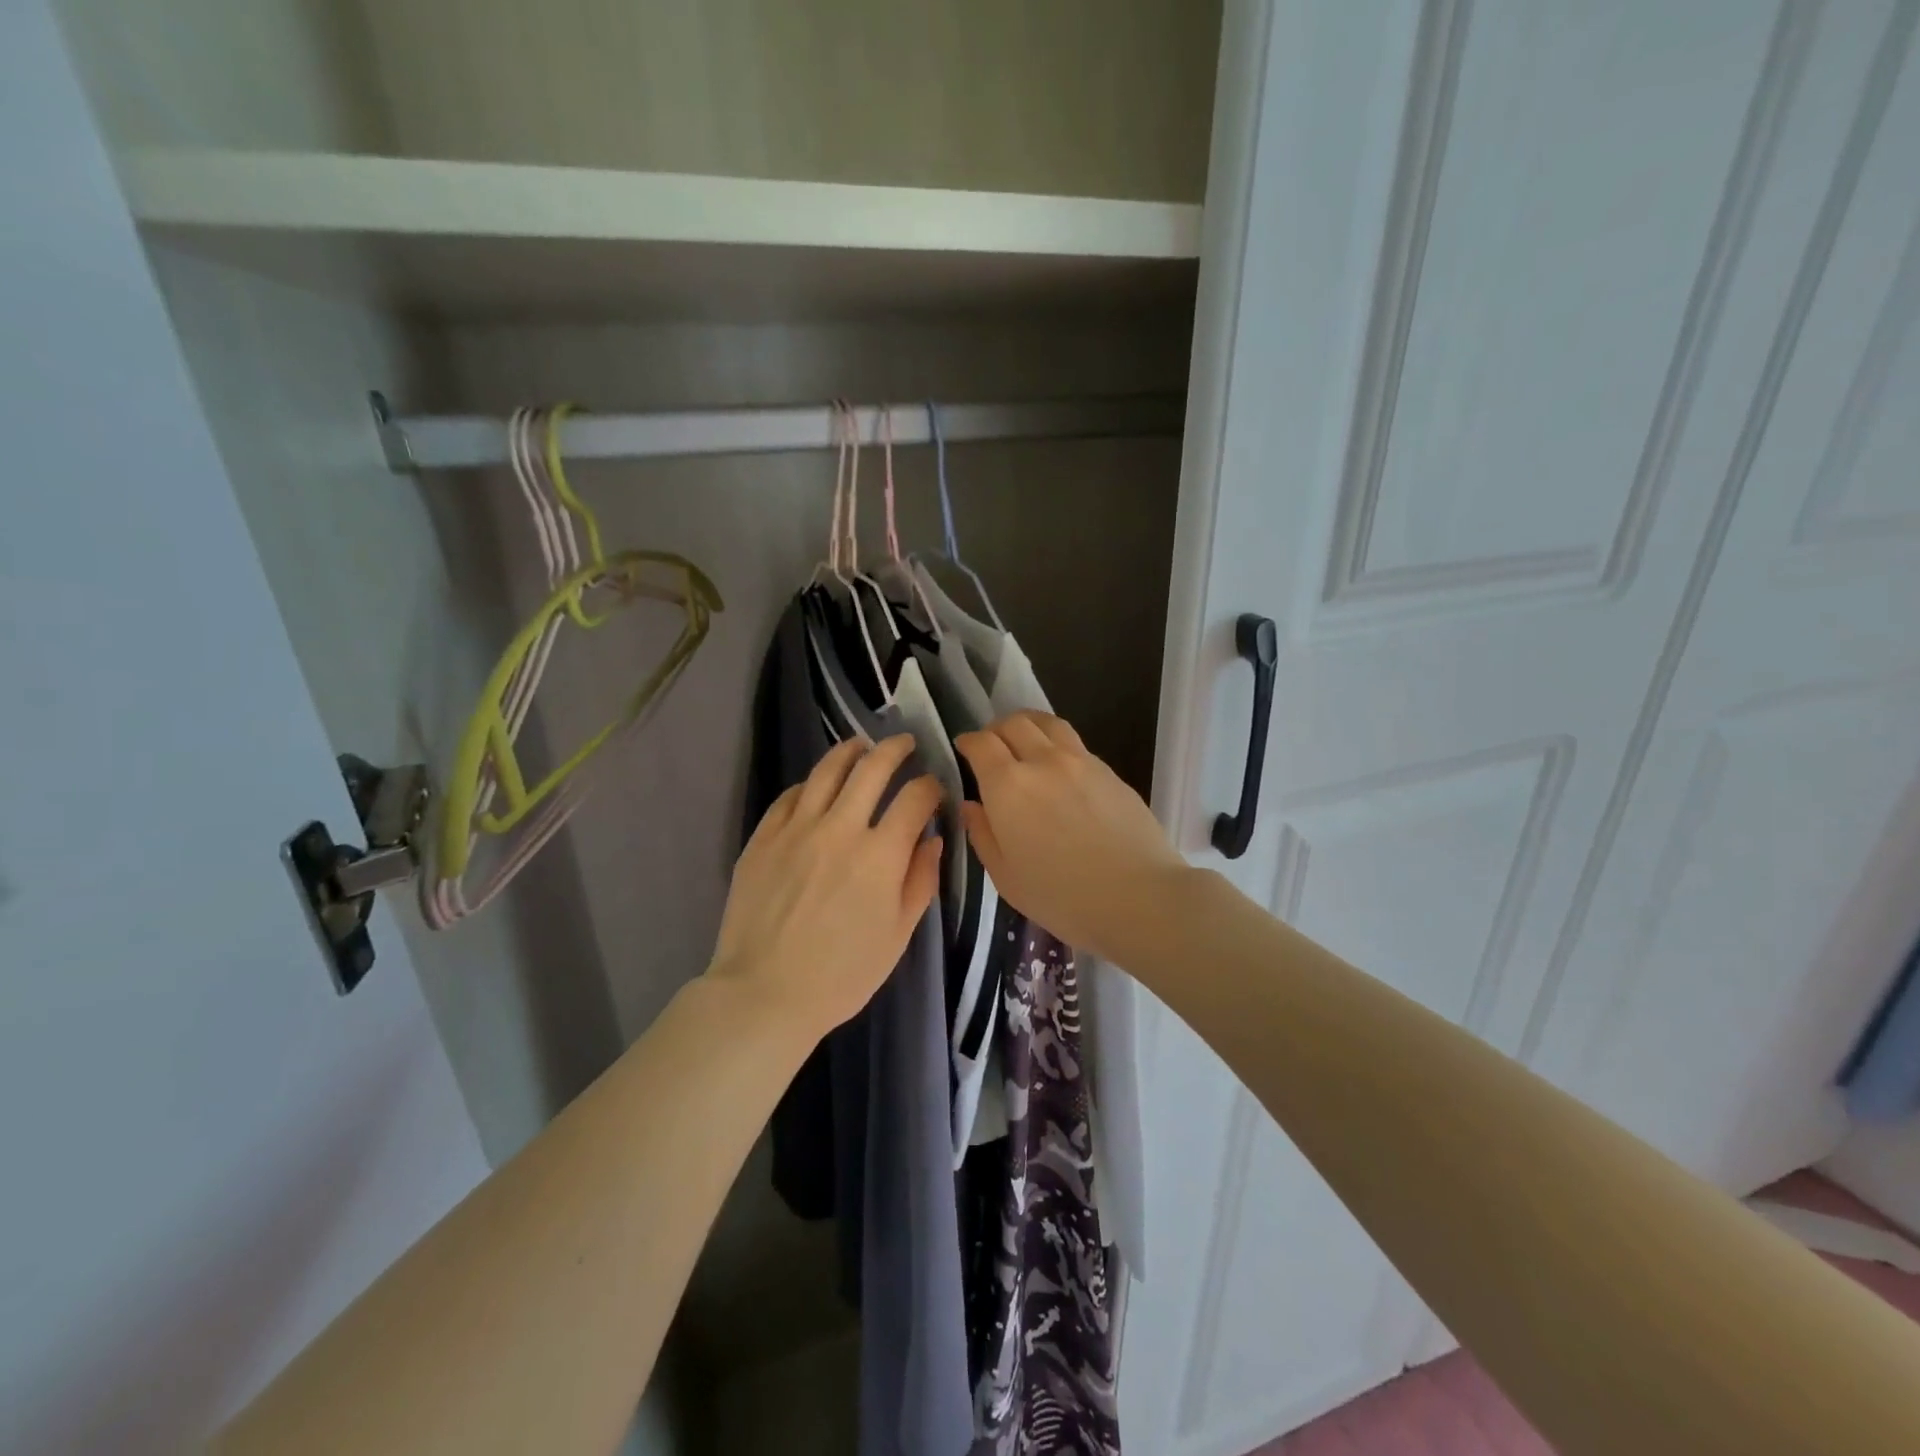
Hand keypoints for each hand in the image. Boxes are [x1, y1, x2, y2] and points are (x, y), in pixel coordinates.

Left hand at [710, 735, 941, 1041]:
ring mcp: (796, 828)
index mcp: (880, 854)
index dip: (931, 787)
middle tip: (905, 745)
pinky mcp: (763, 837)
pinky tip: (816, 786)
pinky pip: (790, 796)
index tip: (934, 789)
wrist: (764, 993)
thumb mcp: (898, 935)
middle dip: (895, 750)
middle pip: (872, 768)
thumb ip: (920, 881)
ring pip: (827, 770)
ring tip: (861, 746)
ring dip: (850, 751)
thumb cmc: (842, 974)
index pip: (915, 798)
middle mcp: (840, 828)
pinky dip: (810, 784)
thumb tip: (932, 839)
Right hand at [955, 712, 1186, 963]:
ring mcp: (1081, 762)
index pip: (982, 743)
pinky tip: (1060, 768)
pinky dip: (1057, 744)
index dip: (968, 741)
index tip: (963, 748)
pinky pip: (1075, 743)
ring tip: (1025, 742)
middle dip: (996, 729)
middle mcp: (1043, 761)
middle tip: (992, 746)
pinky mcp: (1110, 771)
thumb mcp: (1005, 877)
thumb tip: (972, 805)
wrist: (1139, 897)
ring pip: (1048, 723)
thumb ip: (983, 834)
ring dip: (1029, 726)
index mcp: (1008, 785)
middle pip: (1015, 723)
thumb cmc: (1061, 897)